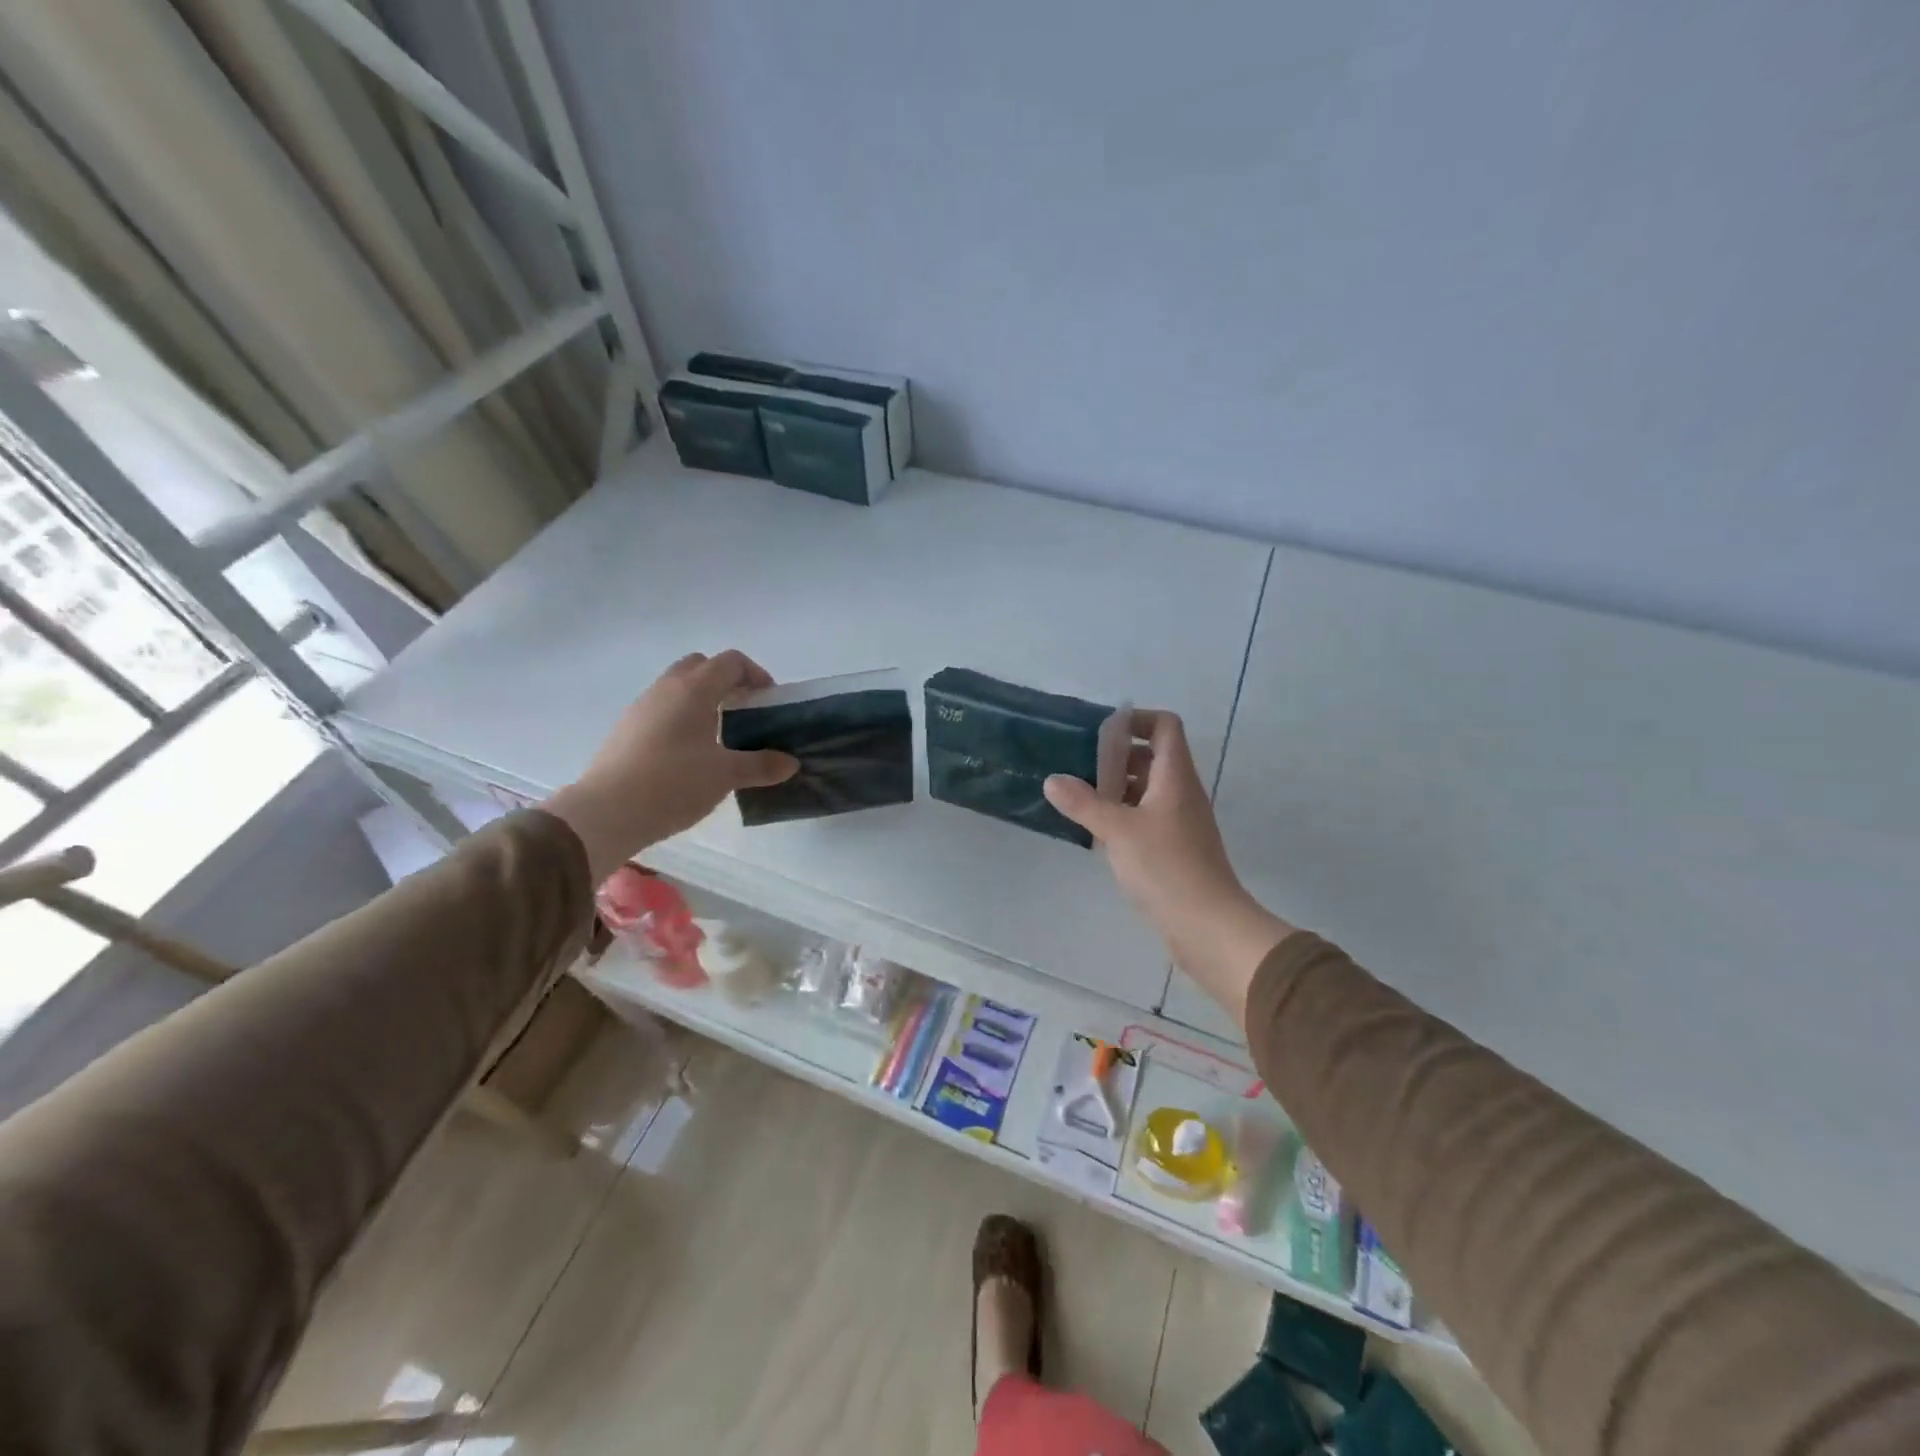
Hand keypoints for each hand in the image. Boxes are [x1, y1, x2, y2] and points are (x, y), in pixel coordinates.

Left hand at [543, 651, 797, 879]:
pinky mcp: (625, 730)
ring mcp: (641, 708)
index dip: (755, 674)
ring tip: (719, 735)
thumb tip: (790, 762)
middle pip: (700, 666)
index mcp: (694, 690)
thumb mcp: (725, 776)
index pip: (730, 662)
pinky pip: (661, 710)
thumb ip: (761, 765)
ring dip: (702, 700)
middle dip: (726, 681)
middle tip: (744, 711)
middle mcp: (665, 689)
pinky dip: (680, 718)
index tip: (769, 700)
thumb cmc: (673, 784)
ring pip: (677, 687)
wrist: (606, 812)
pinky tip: (688, 754)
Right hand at [1043, 710, 1294, 1022]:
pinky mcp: (1175, 848)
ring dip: (1116, 787)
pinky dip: (1123, 815)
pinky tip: (1096, 832)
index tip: (1100, 731)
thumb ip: (1084, 803)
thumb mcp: (1118, 831)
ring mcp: (1180, 822)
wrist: (1208, 926)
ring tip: (1079, 798)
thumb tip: (1052, 780)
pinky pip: (1146, 816)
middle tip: (1078, 766)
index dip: (1136, 719)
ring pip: (1147, 789)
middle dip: (1115, 756)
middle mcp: (1181, 792)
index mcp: (1175, 776)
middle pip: (1152, 756)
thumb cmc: (1166, 867)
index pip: (1165, 725)